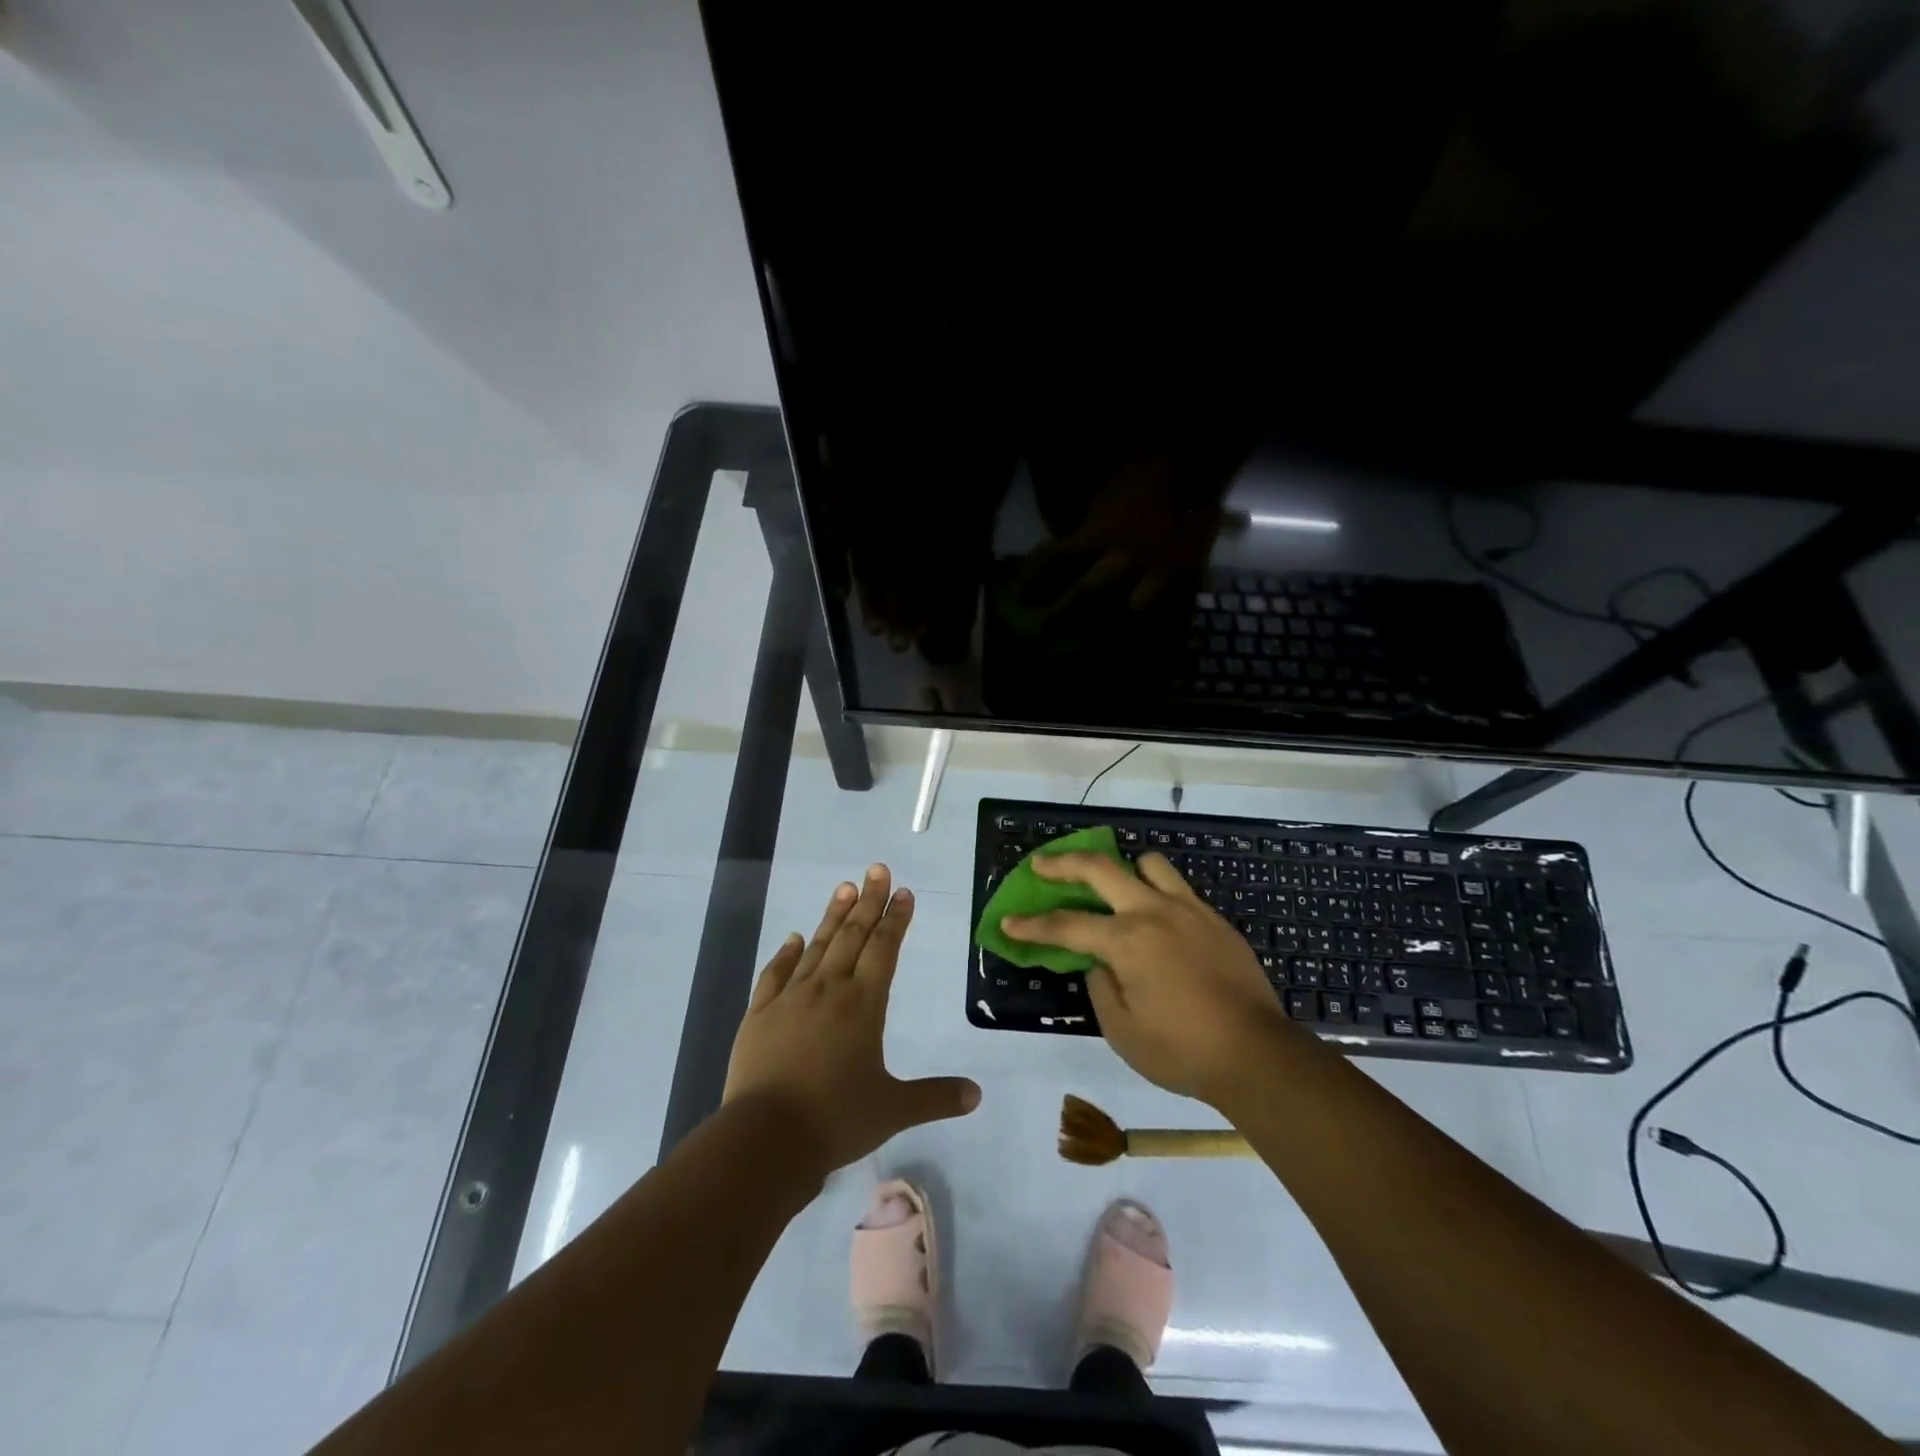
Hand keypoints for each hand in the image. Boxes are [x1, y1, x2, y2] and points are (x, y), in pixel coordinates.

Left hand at [725, 864, 980, 1175]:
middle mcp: (828, 990)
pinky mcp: (759, 1014)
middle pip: (852, 936)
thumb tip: (977, 1095)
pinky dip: (786, 953)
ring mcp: (790, 999)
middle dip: (868, 901)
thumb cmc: (836, 1120)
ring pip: (817, 946)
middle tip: (876, 869)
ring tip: (844, 887)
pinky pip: (775, 974)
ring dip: (833, 916)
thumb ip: (936, 1097)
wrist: (765, 1140)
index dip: (895, 919)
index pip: (884, 949)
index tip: (903, 892)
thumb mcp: (893, 1110)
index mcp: (863, 1005)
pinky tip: (794, 937)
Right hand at [1000, 851, 1291, 1106]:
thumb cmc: (1181, 1051)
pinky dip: (1157, 892)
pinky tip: (1156, 919)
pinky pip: (1178, 888)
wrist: (1256, 1055)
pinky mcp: (1214, 919)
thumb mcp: (1122, 1032)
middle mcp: (1153, 912)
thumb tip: (1098, 963)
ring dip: (1123, 870)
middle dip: (1063, 863)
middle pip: (1100, 869)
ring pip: (1148, 864)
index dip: (1031, 925)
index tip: (1008, 922)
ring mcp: (1188, 910)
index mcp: (1126, 941)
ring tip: (1114, 888)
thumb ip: (1100, 987)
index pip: (1066, 925)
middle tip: (1041, 865)